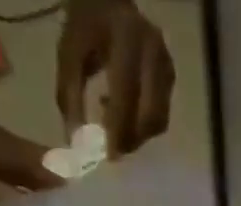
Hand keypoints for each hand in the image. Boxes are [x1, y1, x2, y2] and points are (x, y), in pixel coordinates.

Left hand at [57, 0, 174, 156]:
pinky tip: (126, 116)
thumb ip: (70, 96)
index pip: (127, 93)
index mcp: (126, 37)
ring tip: (116, 130)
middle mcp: (153, 51)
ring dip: (138, 136)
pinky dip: (144, 127)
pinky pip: (161, 117)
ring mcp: (165, 65)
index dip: (119, 128)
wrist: (109, 0)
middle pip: (150, 114)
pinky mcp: (170, 78)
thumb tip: (76, 142)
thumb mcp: (69, 53)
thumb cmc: (86, 25)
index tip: (108, 155)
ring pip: (158, 120)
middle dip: (132, 139)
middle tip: (113, 151)